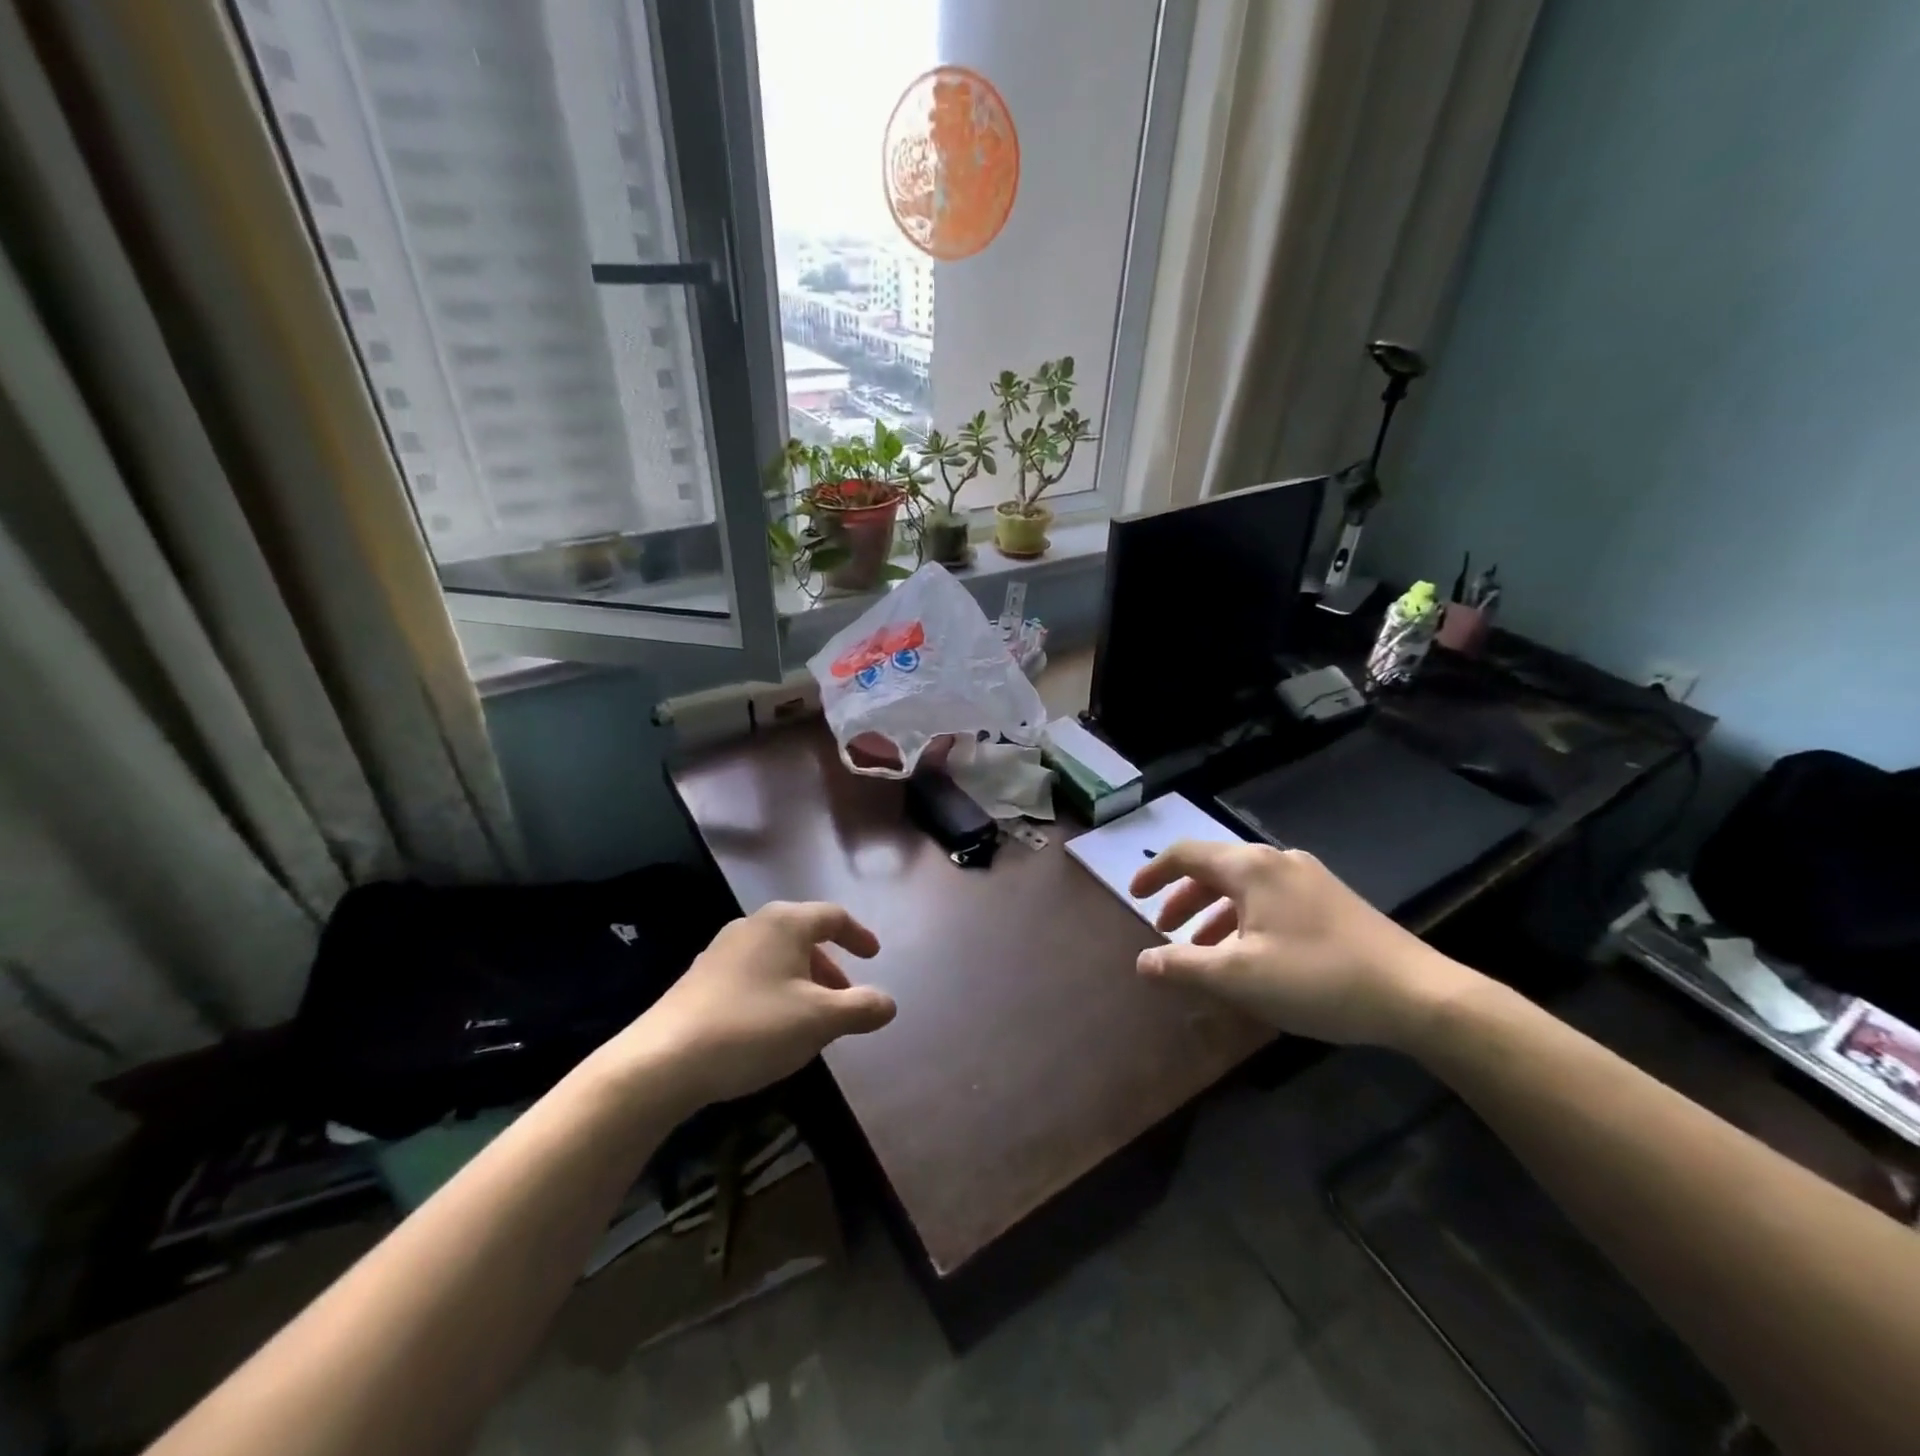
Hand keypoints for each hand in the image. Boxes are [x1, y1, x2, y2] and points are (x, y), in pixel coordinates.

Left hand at [605, 901, 896, 1108]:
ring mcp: (721, 951)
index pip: (833, 916)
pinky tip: (772, 1028)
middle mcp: (753, 926)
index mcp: (785, 923)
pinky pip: (753, 974)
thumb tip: (889, 1003)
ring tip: (812, 1018)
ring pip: (777, 957)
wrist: (663, 1061)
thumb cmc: (753, 1027)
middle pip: (804, 936)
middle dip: (830, 966)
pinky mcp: (700, 979)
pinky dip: (775, 991)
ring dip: (803, 981)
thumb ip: (862, 1008)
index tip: (874, 956)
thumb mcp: (820, 1020)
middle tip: (845, 997)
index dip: (858, 935)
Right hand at [1129, 841, 1480, 1048]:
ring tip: (1201, 950)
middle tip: (1163, 930)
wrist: (1417, 995)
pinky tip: (1250, 955)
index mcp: (1250, 867)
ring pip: (1243, 887)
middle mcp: (1277, 861)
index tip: (1132, 896)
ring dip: (1212, 913)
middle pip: (1214, 868)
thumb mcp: (1238, 977)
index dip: (1153, 872)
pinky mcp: (1331, 901)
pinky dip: (1243, 919)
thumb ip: (1182, 966)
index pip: (1186, 854)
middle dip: (1182, 898)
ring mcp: (1309, 878)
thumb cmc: (1316, 978)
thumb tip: (1141, 962)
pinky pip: (1270, 900)